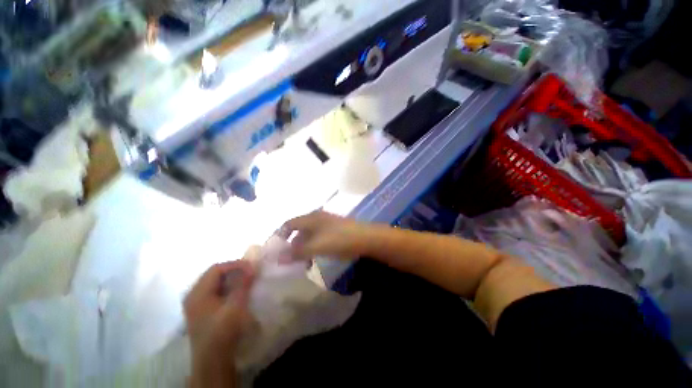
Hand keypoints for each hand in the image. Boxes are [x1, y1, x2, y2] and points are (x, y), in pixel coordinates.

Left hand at [184, 261, 254, 386]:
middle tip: (250, 271)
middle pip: (214, 274)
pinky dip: (228, 286)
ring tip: (247, 279)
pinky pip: (216, 290)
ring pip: (215, 282)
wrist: (213, 360)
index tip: (252, 267)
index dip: (235, 264)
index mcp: (197, 293)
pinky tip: (238, 290)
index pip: (216, 269)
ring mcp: (196, 303)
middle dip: (234, 270)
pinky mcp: (202, 310)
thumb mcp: (235, 306)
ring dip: (232, 278)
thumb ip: (243, 284)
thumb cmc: (222, 332)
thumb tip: (252, 265)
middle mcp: (193, 295)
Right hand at [281, 211, 379, 259]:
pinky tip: (313, 260)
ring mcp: (326, 225)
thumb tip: (277, 259)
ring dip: (303, 250)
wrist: (365, 238)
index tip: (274, 251)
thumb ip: (297, 252)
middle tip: (287, 261)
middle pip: (298, 231)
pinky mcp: (333, 232)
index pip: (288, 224)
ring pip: (308, 237)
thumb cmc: (339, 239)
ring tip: (302, 264)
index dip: (279, 235)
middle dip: (291, 246)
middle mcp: (316, 219)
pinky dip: (313, 249)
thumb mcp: (316, 246)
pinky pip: (317, 240)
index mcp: (310, 218)